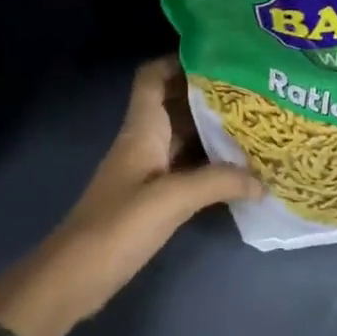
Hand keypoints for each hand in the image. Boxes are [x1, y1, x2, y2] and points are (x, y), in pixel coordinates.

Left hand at [0, 58, 259, 335]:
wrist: (73, 278)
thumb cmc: (118, 226)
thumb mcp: (172, 199)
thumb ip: (220, 182)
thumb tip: (263, 180)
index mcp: (142, 130)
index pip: (153, 77)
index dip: (180, 60)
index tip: (222, 58)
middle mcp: (145, 141)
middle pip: (176, 104)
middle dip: (211, 94)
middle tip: (255, 90)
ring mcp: (148, 170)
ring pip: (185, 136)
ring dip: (215, 129)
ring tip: (257, 123)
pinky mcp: (152, 197)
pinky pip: (188, 166)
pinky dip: (212, 162)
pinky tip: (240, 168)